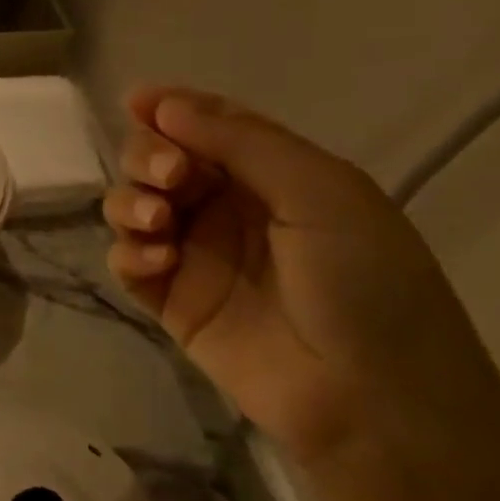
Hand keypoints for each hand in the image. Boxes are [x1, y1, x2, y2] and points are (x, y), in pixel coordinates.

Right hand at [103, 86, 499, 464]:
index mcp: (272, 175)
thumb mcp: (320, 192)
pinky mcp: (170, 302)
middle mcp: (227, 209)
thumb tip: (163, 104)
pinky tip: (156, 263)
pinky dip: (129, 252)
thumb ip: (240, 142)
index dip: (170, 108)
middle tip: (170, 179)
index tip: (135, 100)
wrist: (372, 399)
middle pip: (159, 162)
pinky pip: (127, 261)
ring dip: (131, 202)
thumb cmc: (365, 282)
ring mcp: (195, 256)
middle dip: (149, 157)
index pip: (208, 126)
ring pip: (133, 206)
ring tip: (156, 224)